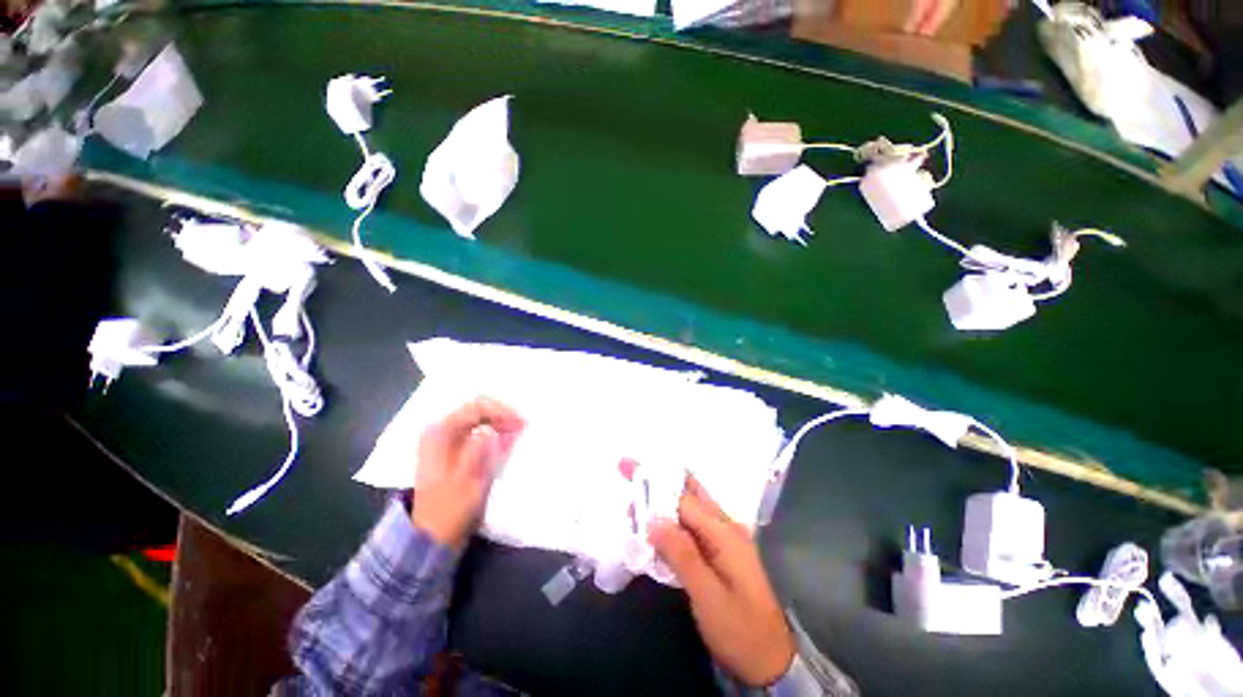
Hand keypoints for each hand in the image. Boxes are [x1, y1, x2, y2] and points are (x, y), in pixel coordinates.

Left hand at [412, 397, 524, 549]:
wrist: (432, 535)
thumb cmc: (450, 508)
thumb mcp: (468, 480)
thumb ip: (480, 450)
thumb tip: (493, 430)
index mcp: (440, 433)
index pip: (477, 407)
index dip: (502, 411)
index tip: (521, 423)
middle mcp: (440, 430)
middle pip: (477, 409)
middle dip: (502, 414)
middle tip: (522, 426)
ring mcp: (445, 440)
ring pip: (478, 419)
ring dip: (499, 422)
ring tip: (518, 432)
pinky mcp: (452, 450)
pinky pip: (476, 430)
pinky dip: (494, 431)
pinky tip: (507, 440)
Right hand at [649, 477, 794, 686]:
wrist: (775, 660)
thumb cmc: (741, 630)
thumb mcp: (708, 597)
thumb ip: (682, 555)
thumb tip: (653, 520)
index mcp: (723, 532)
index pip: (682, 498)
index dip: (654, 484)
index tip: (628, 470)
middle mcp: (726, 526)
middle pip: (688, 491)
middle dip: (658, 477)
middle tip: (629, 468)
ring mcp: (726, 537)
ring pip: (690, 505)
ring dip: (663, 496)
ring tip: (635, 495)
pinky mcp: (722, 551)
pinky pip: (693, 524)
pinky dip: (672, 517)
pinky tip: (657, 524)